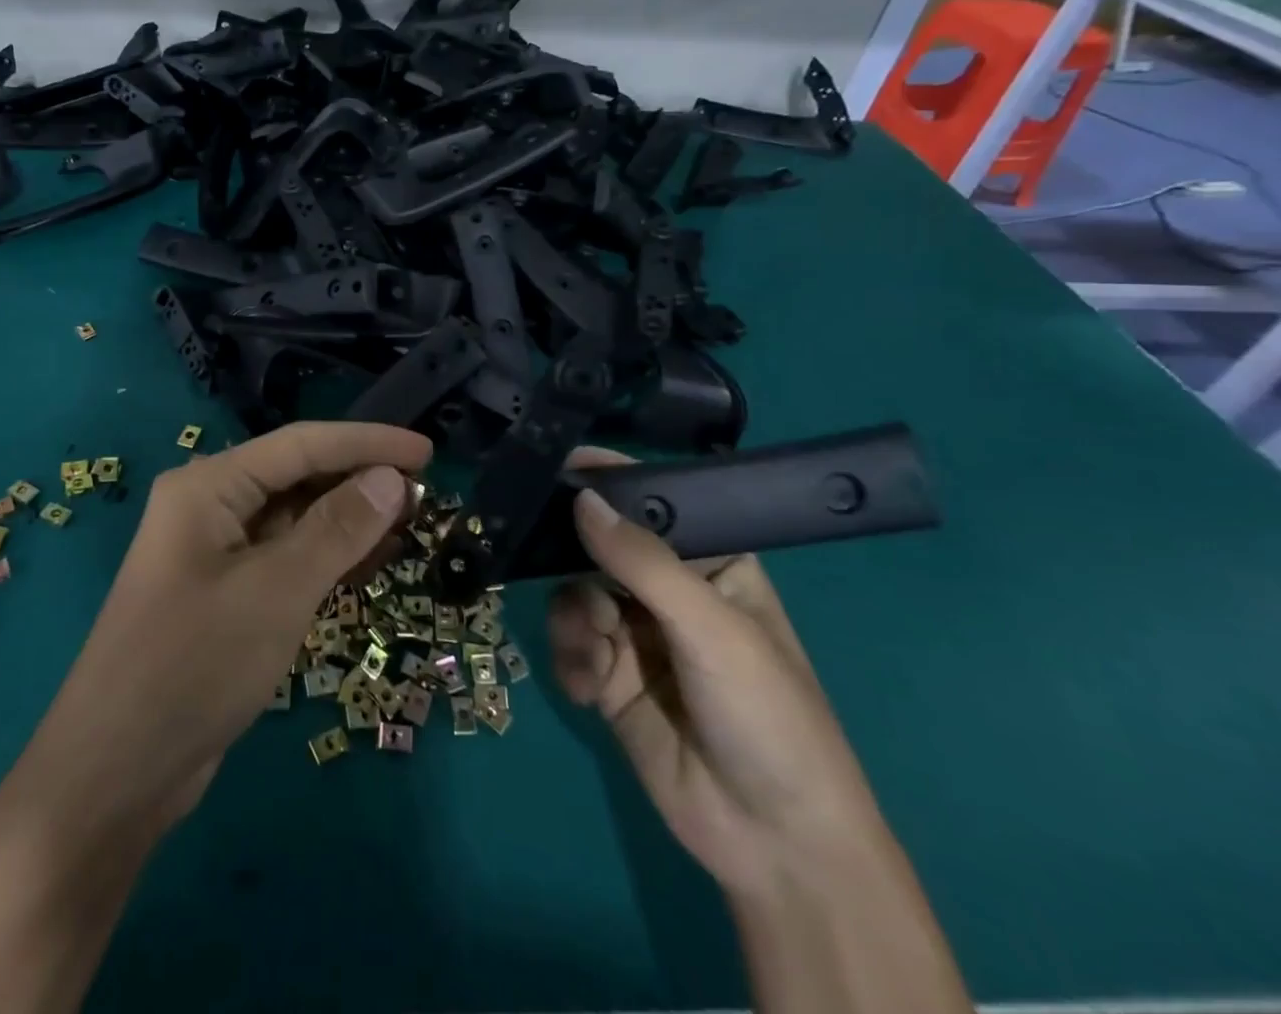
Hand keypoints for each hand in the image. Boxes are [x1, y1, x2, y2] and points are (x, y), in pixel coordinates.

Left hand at [10, 421, 431, 838]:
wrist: (115, 774)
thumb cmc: (193, 665)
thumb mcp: (275, 592)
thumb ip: (337, 530)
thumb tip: (392, 479)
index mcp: (208, 485)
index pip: (301, 444)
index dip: (367, 443)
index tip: (428, 451)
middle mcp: (210, 506)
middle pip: (297, 476)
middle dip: (359, 481)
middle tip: (426, 494)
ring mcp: (216, 552)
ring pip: (295, 519)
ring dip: (348, 520)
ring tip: (410, 523)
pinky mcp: (226, 594)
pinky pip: (285, 558)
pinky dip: (327, 557)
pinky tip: (369, 562)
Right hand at [547, 448, 888, 899]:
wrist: (773, 844)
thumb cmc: (766, 715)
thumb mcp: (711, 628)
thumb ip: (643, 561)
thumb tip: (581, 500)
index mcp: (712, 563)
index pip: (653, 502)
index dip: (610, 480)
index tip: (559, 465)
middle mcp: (668, 590)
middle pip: (600, 545)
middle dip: (571, 555)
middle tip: (535, 551)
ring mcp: (635, 633)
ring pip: (573, 593)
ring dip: (573, 621)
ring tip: (595, 656)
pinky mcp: (608, 675)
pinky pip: (568, 643)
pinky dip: (570, 661)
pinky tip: (590, 692)